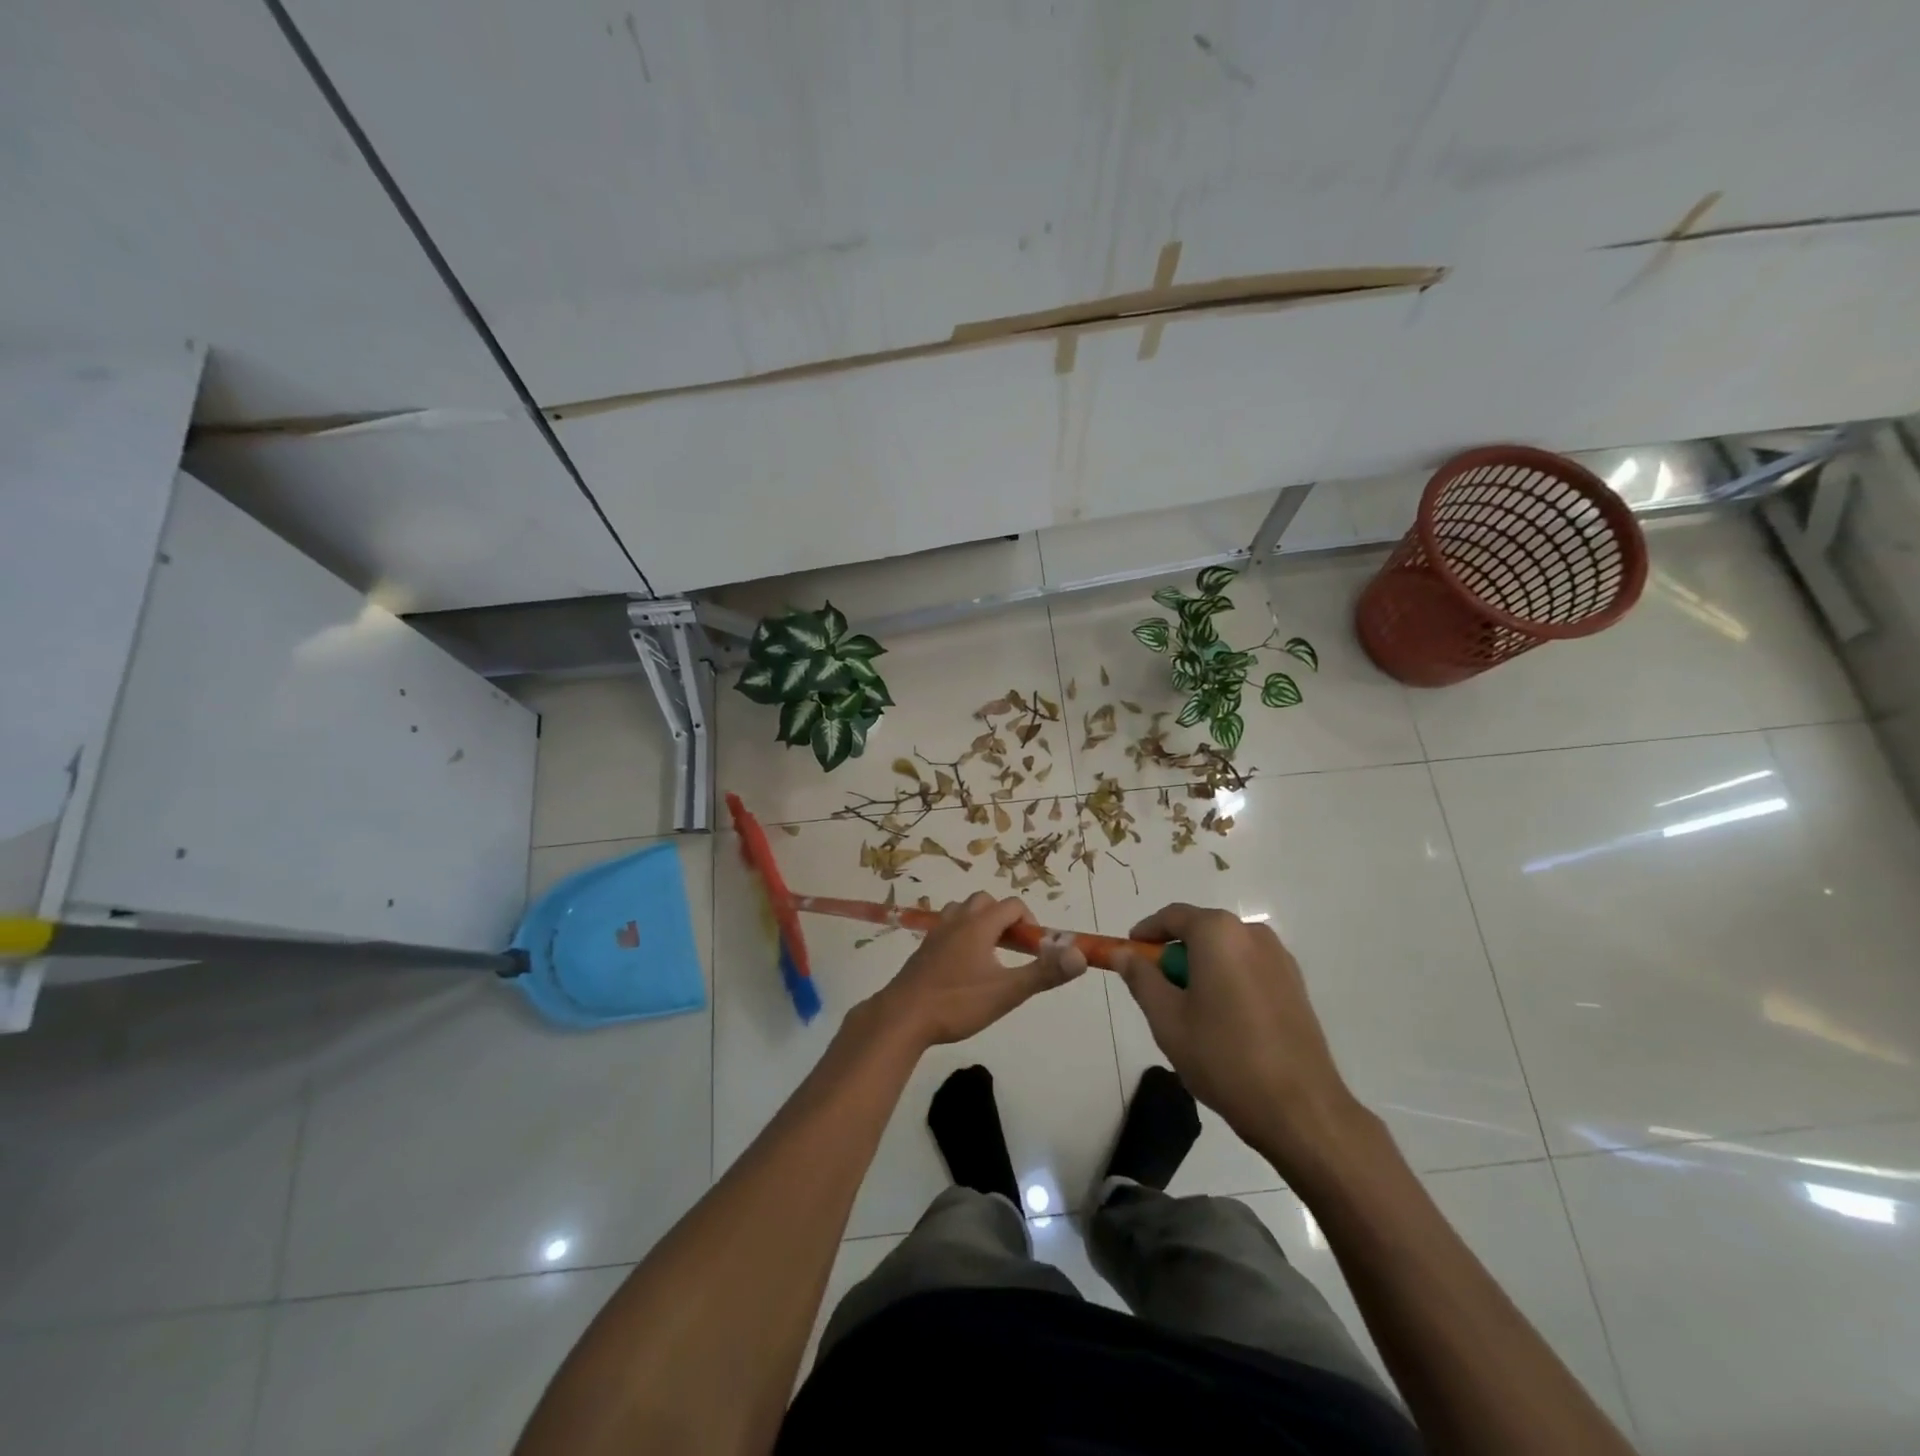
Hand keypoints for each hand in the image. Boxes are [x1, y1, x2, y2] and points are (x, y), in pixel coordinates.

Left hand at [863, 893, 1087, 1049]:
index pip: (1013, 906)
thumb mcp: (1007, 992)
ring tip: (991, 955)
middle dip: (1005, 918)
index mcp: (979, 924)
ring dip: (981, 923)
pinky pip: (948, 928)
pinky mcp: (923, 949)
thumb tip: (1081, 955)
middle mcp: (957, 920)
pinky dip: (962, 935)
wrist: (903, 1017)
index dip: (1030, 922)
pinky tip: (964, 967)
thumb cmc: (957, 1003)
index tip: (1036, 950)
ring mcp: (936, 933)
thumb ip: (1044, 973)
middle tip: (1014, 950)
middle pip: (986, 902)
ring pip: (963, 911)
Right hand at [1115, 904, 1369, 1174]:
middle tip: (1157, 994)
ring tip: (1192, 1015)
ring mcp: (1280, 959)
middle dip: (1174, 956)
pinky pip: (1248, 969)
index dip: (1145, 934)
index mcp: (1219, 933)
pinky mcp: (1295, 985)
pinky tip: (1225, 1025)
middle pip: (1200, 932)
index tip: (1128, 956)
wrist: (1300, 1109)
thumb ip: (1141, 977)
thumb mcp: (1167, 1018)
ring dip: (1202, 971)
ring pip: (1225, 952)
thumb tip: (1123, 952)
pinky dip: (1228, 983)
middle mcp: (1252, 933)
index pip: (1171, 916)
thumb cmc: (1223, 1057)